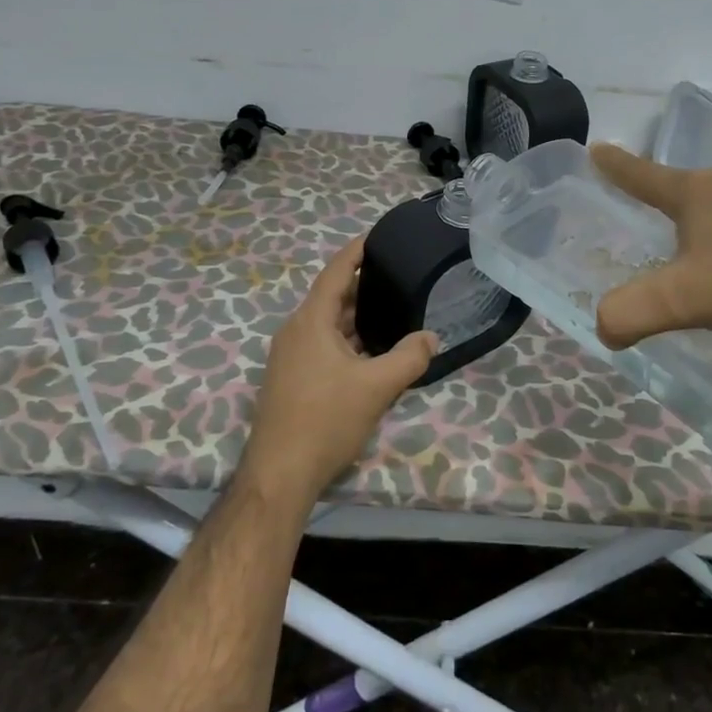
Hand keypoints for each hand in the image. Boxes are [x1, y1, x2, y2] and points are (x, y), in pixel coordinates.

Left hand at [240, 236, 438, 507]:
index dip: (356, 251)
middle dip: (364, 286)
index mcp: (311, 321)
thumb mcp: (377, 386)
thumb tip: (431, 337)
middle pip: (332, 298)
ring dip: (357, 317)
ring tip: (392, 310)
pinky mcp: (291, 379)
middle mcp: (296, 331)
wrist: (279, 474)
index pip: (336, 272)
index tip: (377, 236)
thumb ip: (409, 357)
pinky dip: (348, 340)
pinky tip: (371, 352)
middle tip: (398, 276)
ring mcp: (290, 356)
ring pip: (328, 325)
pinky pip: (323, 345)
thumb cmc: (325, 420)